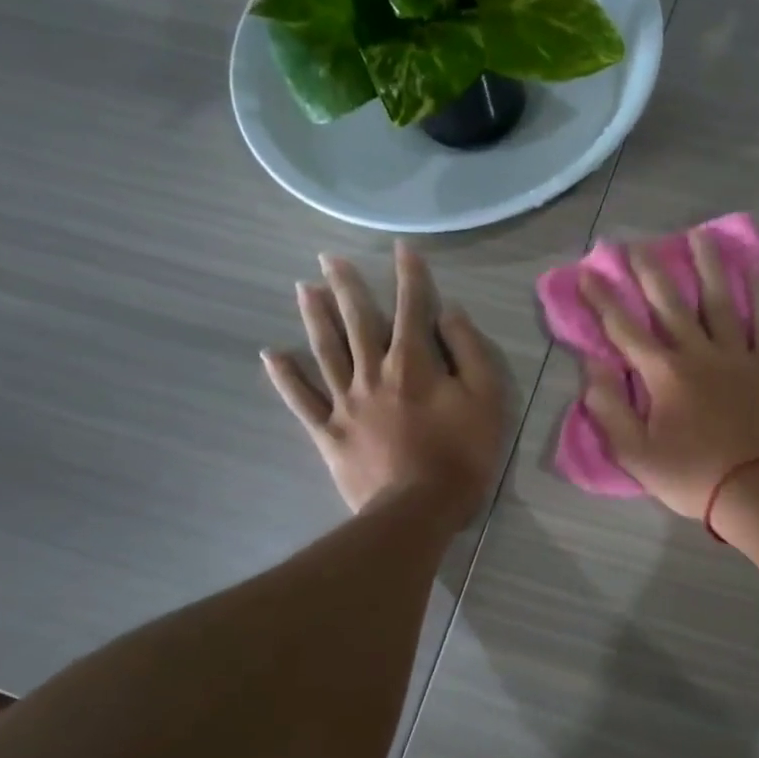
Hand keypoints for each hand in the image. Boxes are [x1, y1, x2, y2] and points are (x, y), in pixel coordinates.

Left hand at [264, 243, 505, 526]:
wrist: (418, 509)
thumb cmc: (462, 454)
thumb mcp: (486, 399)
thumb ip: (469, 351)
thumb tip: (449, 313)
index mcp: (413, 362)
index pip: (412, 307)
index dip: (409, 275)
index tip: (402, 247)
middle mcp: (373, 372)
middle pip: (358, 321)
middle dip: (346, 286)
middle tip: (329, 258)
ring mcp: (346, 402)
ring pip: (326, 350)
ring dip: (314, 317)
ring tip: (303, 288)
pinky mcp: (329, 432)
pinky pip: (302, 400)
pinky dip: (286, 376)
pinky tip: (272, 354)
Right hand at [580, 228, 758, 526]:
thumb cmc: (694, 476)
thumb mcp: (636, 455)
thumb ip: (609, 410)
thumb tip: (591, 368)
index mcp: (664, 375)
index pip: (624, 329)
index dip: (603, 299)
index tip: (588, 272)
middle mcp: (698, 353)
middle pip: (670, 303)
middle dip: (649, 271)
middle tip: (636, 243)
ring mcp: (738, 355)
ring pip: (719, 299)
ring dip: (707, 265)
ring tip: (699, 233)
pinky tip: (755, 266)